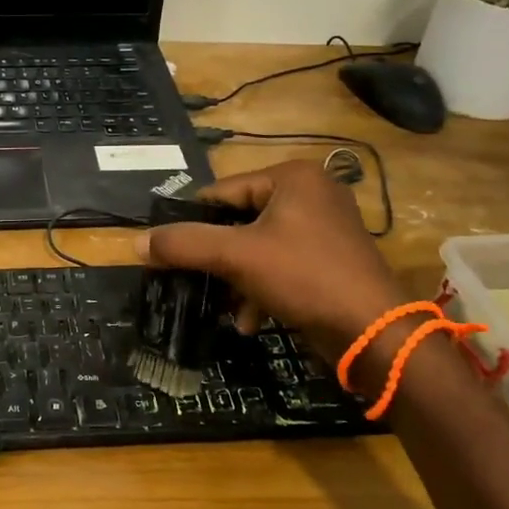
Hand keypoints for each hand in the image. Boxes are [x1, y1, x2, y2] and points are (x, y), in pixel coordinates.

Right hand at [138, 160, 406, 348]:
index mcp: (292, 176)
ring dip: (236, 279)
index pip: (221, 192)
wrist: (373, 332)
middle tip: (191, 279)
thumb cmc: (304, 276)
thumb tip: (135, 243)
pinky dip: (261, 288)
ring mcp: (324, 227)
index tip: (166, 249)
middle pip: (238, 220)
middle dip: (217, 257)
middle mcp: (311, 193)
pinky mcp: (330, 259)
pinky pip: (280, 265)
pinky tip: (249, 319)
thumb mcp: (236, 256)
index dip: (191, 221)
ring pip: (257, 247)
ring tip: (221, 306)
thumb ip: (183, 244)